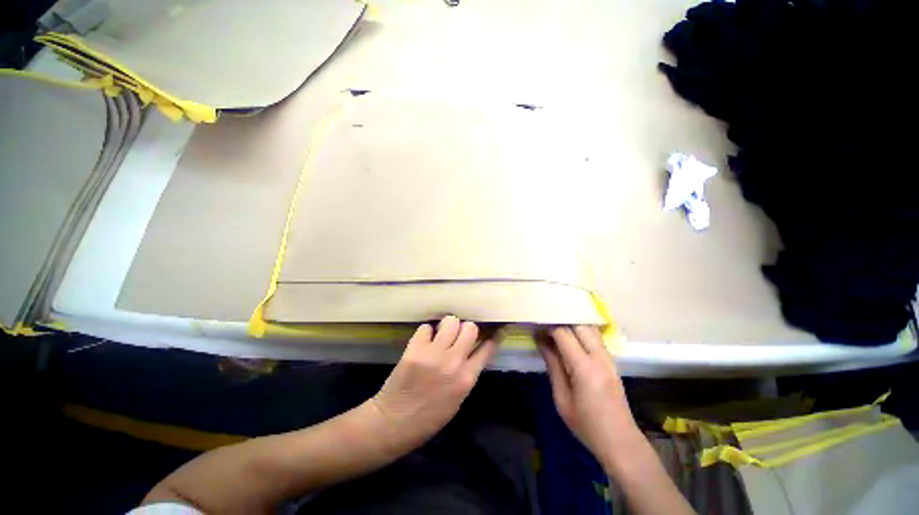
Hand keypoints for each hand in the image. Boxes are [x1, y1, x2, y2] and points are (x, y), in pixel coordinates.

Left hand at [369, 316, 497, 452]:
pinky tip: (424, 341)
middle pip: (470, 328)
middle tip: (457, 336)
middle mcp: (454, 362)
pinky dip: (426, 332)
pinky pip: (426, 327)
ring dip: (447, 326)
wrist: (394, 423)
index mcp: (467, 379)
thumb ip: (467, 373)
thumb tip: (471, 351)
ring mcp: (434, 354)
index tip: (489, 332)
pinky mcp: (415, 349)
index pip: (487, 348)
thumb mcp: (458, 399)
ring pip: (450, 322)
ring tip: (441, 334)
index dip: (490, 337)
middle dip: (465, 329)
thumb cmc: (429, 417)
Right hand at [538, 326, 638, 470]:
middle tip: (545, 327)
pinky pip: (595, 337)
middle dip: (560, 322)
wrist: (620, 441)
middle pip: (579, 324)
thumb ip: (553, 365)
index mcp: (584, 367)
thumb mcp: (562, 398)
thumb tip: (541, 341)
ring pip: (589, 328)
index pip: (564, 333)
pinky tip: (570, 340)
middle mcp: (599, 357)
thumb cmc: (586, 424)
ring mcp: (609, 357)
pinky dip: (581, 332)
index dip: (548, 327)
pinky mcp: (612, 361)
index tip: (536, 327)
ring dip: (572, 325)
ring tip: (556, 331)